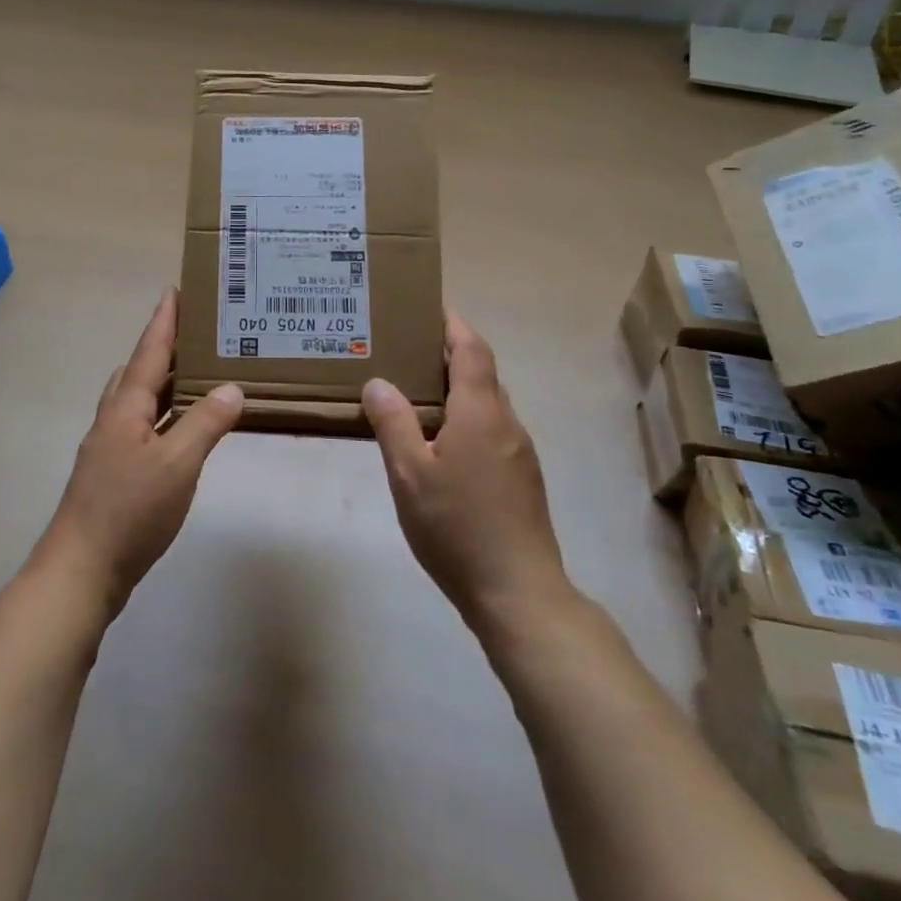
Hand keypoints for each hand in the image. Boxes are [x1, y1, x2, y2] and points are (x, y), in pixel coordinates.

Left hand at [37, 290, 243, 616]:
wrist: (81, 570)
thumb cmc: (129, 511)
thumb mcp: (177, 465)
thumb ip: (205, 424)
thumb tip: (231, 387)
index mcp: (125, 408)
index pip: (149, 353)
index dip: (164, 322)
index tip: (174, 290)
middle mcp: (114, 420)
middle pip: (138, 371)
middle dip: (164, 348)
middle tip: (196, 333)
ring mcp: (110, 448)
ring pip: (138, 400)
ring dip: (163, 381)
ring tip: (196, 374)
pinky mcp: (114, 473)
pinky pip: (142, 426)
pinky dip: (163, 414)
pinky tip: (182, 430)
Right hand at [363, 311, 568, 629]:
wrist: (519, 593)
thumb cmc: (458, 527)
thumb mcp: (410, 474)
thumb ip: (393, 423)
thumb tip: (378, 382)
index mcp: (481, 411)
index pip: (471, 349)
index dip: (452, 324)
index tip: (428, 307)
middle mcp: (506, 422)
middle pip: (480, 372)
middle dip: (448, 354)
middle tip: (405, 349)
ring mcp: (519, 452)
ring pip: (486, 403)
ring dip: (455, 388)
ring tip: (414, 393)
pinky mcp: (522, 479)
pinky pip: (491, 430)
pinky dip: (464, 418)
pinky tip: (438, 443)